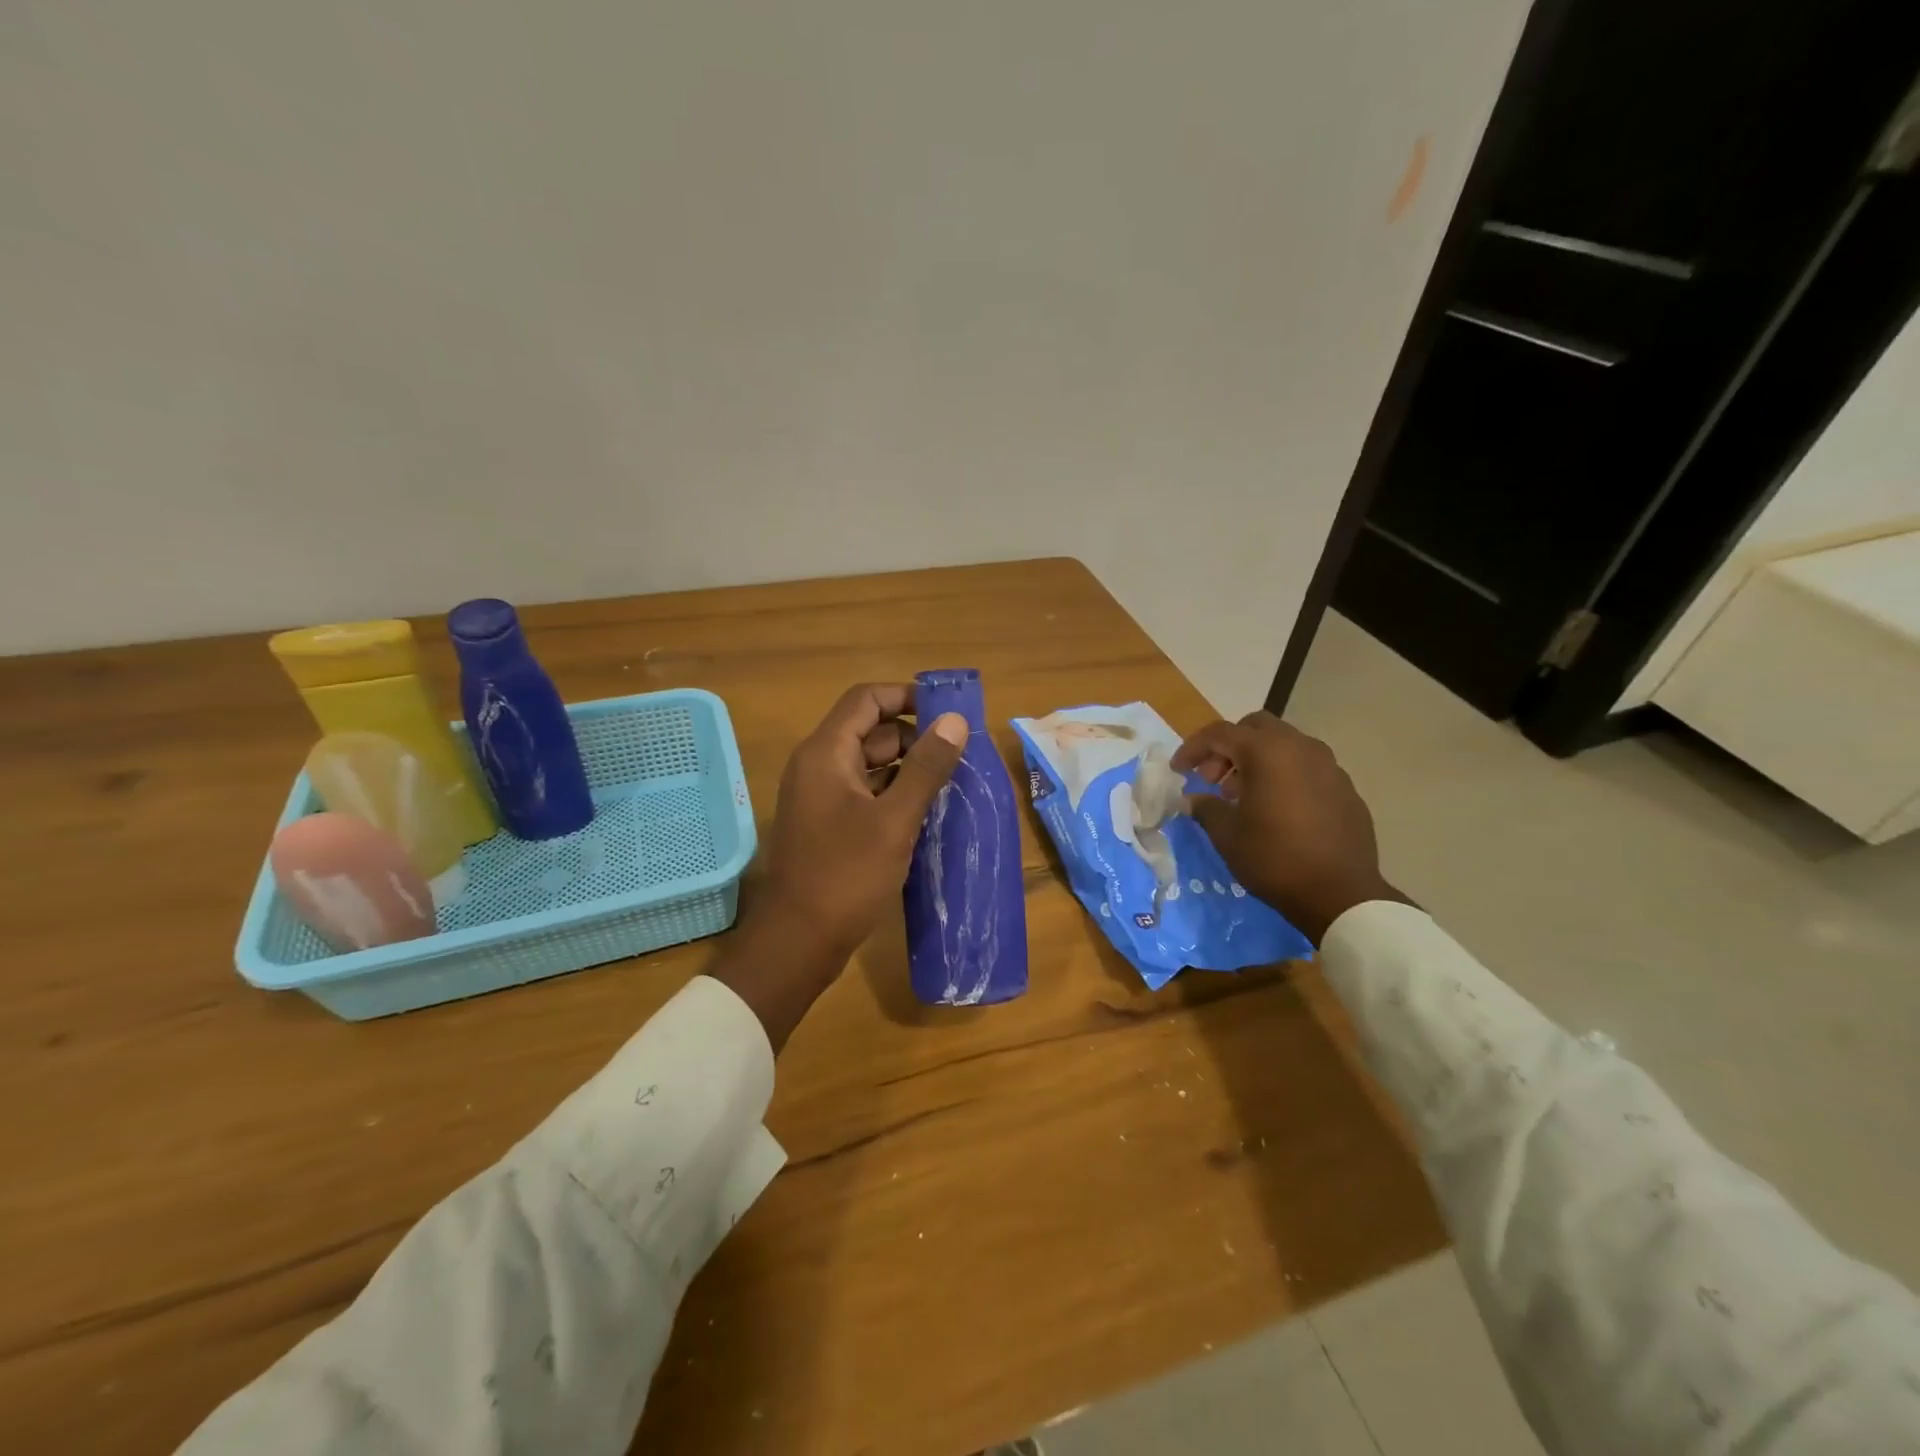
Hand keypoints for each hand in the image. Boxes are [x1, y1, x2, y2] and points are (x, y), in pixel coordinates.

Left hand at [713, 684, 967, 1049]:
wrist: (798, 942)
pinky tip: (927, 811)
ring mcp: (821, 797)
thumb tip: (954, 720)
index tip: (947, 712)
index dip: (906, 696)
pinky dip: (894, 794)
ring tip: (953, 782)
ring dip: (908, 768)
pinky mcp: (828, 825)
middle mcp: (818, 766)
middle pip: (870, 731)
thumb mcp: (895, 820)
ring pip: (870, 765)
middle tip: (960, 754)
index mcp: (826, 753)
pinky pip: (865, 794)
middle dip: (915, 737)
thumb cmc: (845, 875)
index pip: (866, 699)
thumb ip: (926, 767)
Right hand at [1172, 712, 1405, 945]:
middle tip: (1213, 779)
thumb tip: (1192, 799)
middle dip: (1228, 748)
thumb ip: (1206, 808)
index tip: (1178, 771)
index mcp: (1267, 751)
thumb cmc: (1274, 858)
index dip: (1192, 748)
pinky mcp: (1346, 788)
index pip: (1219, 733)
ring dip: (1257, 761)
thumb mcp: (1227, 834)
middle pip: (1255, 728)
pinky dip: (1284, 776)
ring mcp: (1329, 766)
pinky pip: (1306, 769)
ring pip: (1284, 746)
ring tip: (1242, 797)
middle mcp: (1301, 747)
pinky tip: (1276, 810)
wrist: (1341, 895)